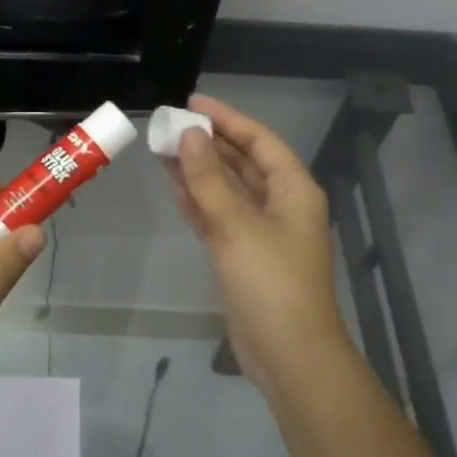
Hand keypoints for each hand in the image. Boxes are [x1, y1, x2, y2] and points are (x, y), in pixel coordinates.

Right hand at [167, 96, 353, 399]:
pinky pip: (220, 218)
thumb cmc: (270, 282)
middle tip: (169, 127)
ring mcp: (263, 233)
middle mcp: (281, 205)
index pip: (259, 141)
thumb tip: (190, 134)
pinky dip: (200, 203)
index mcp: (293, 190)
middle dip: (209, 144)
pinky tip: (176, 189)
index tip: (192, 103)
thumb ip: (209, 178)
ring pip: (228, 191)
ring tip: (164, 152)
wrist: (288, 353)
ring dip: (200, 172)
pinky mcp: (245, 257)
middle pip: (243, 163)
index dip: (227, 118)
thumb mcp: (236, 225)